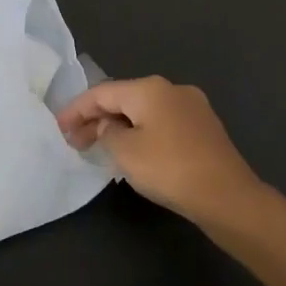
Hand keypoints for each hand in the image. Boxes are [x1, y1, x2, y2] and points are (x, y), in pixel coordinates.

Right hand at [57, 75, 264, 226]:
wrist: (228, 196)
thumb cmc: (170, 169)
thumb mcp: (125, 152)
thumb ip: (106, 134)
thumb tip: (108, 127)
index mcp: (150, 89)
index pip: (102, 92)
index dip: (76, 109)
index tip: (58, 127)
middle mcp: (172, 89)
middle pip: (124, 99)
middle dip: (97, 119)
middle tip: (75, 142)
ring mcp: (192, 108)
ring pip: (144, 112)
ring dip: (119, 127)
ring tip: (99, 148)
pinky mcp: (203, 129)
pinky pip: (161, 124)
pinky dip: (141, 134)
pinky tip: (133, 152)